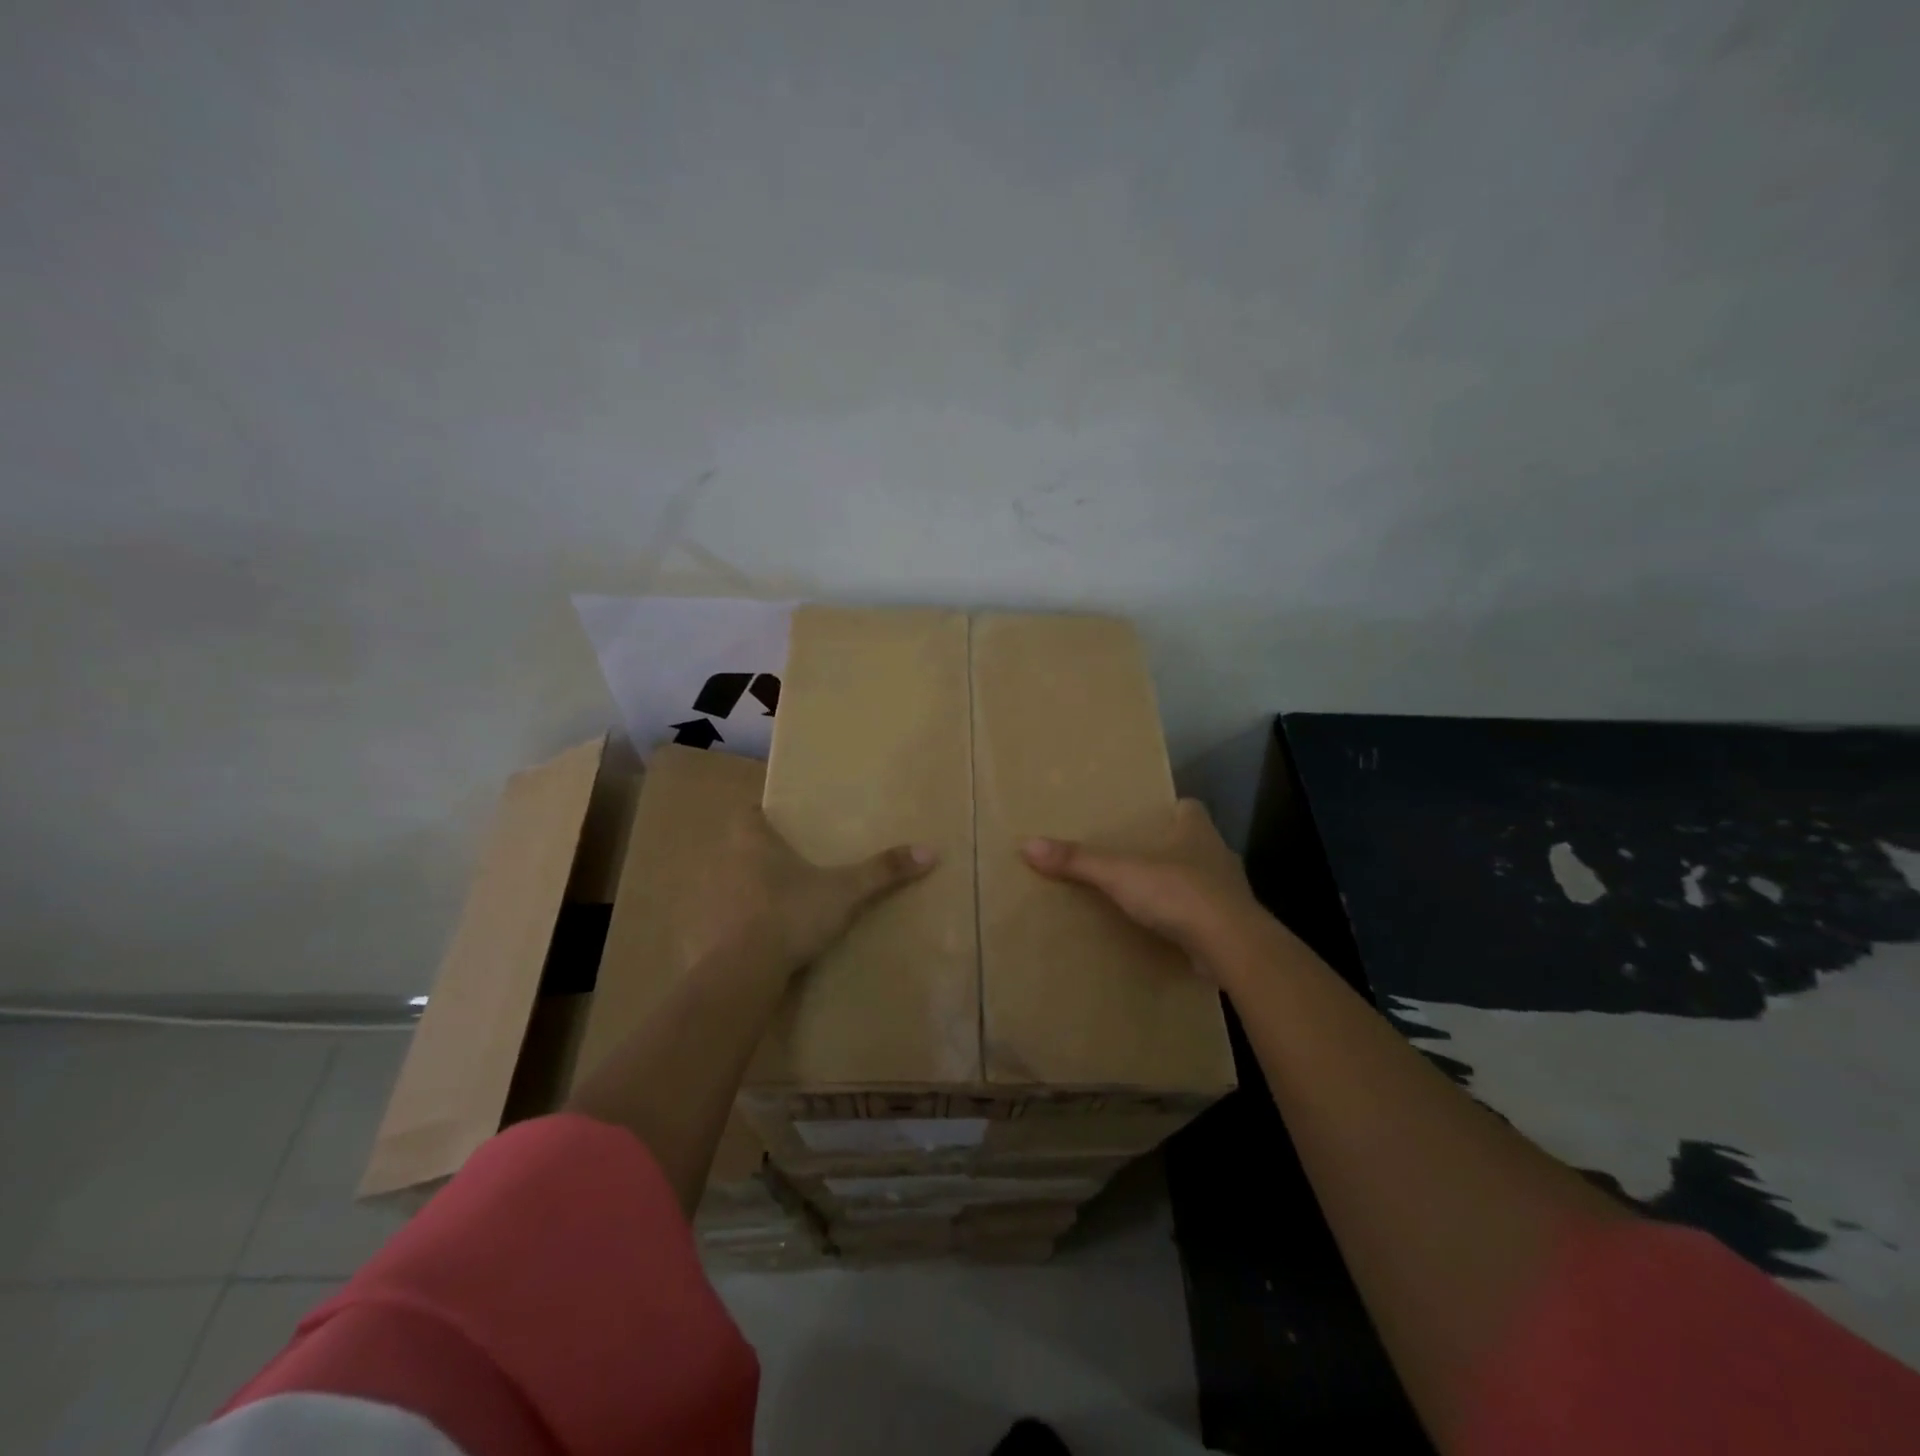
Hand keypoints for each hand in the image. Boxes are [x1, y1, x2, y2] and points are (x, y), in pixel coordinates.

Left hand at [704, 807, 936, 976]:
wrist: (743, 970)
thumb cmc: (790, 913)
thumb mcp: (845, 891)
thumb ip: (883, 871)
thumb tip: (930, 851)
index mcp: (753, 842)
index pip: (748, 813)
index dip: (762, 814)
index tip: (781, 821)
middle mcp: (726, 864)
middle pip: (738, 848)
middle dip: (759, 853)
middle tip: (790, 861)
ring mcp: (712, 900)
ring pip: (730, 884)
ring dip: (748, 889)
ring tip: (780, 900)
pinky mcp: (707, 935)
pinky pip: (724, 920)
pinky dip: (739, 924)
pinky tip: (761, 937)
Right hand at [1022, 799, 1267, 981]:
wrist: (1231, 945)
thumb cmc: (1178, 892)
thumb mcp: (1119, 873)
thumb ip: (1077, 860)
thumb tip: (1027, 844)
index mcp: (1197, 830)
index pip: (1189, 807)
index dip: (1171, 809)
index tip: (1147, 818)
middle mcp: (1217, 854)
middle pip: (1194, 843)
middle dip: (1170, 849)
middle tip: (1136, 857)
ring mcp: (1230, 892)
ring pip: (1202, 879)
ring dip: (1180, 885)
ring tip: (1146, 895)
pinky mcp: (1232, 925)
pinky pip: (1206, 915)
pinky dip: (1188, 920)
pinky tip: (1166, 931)